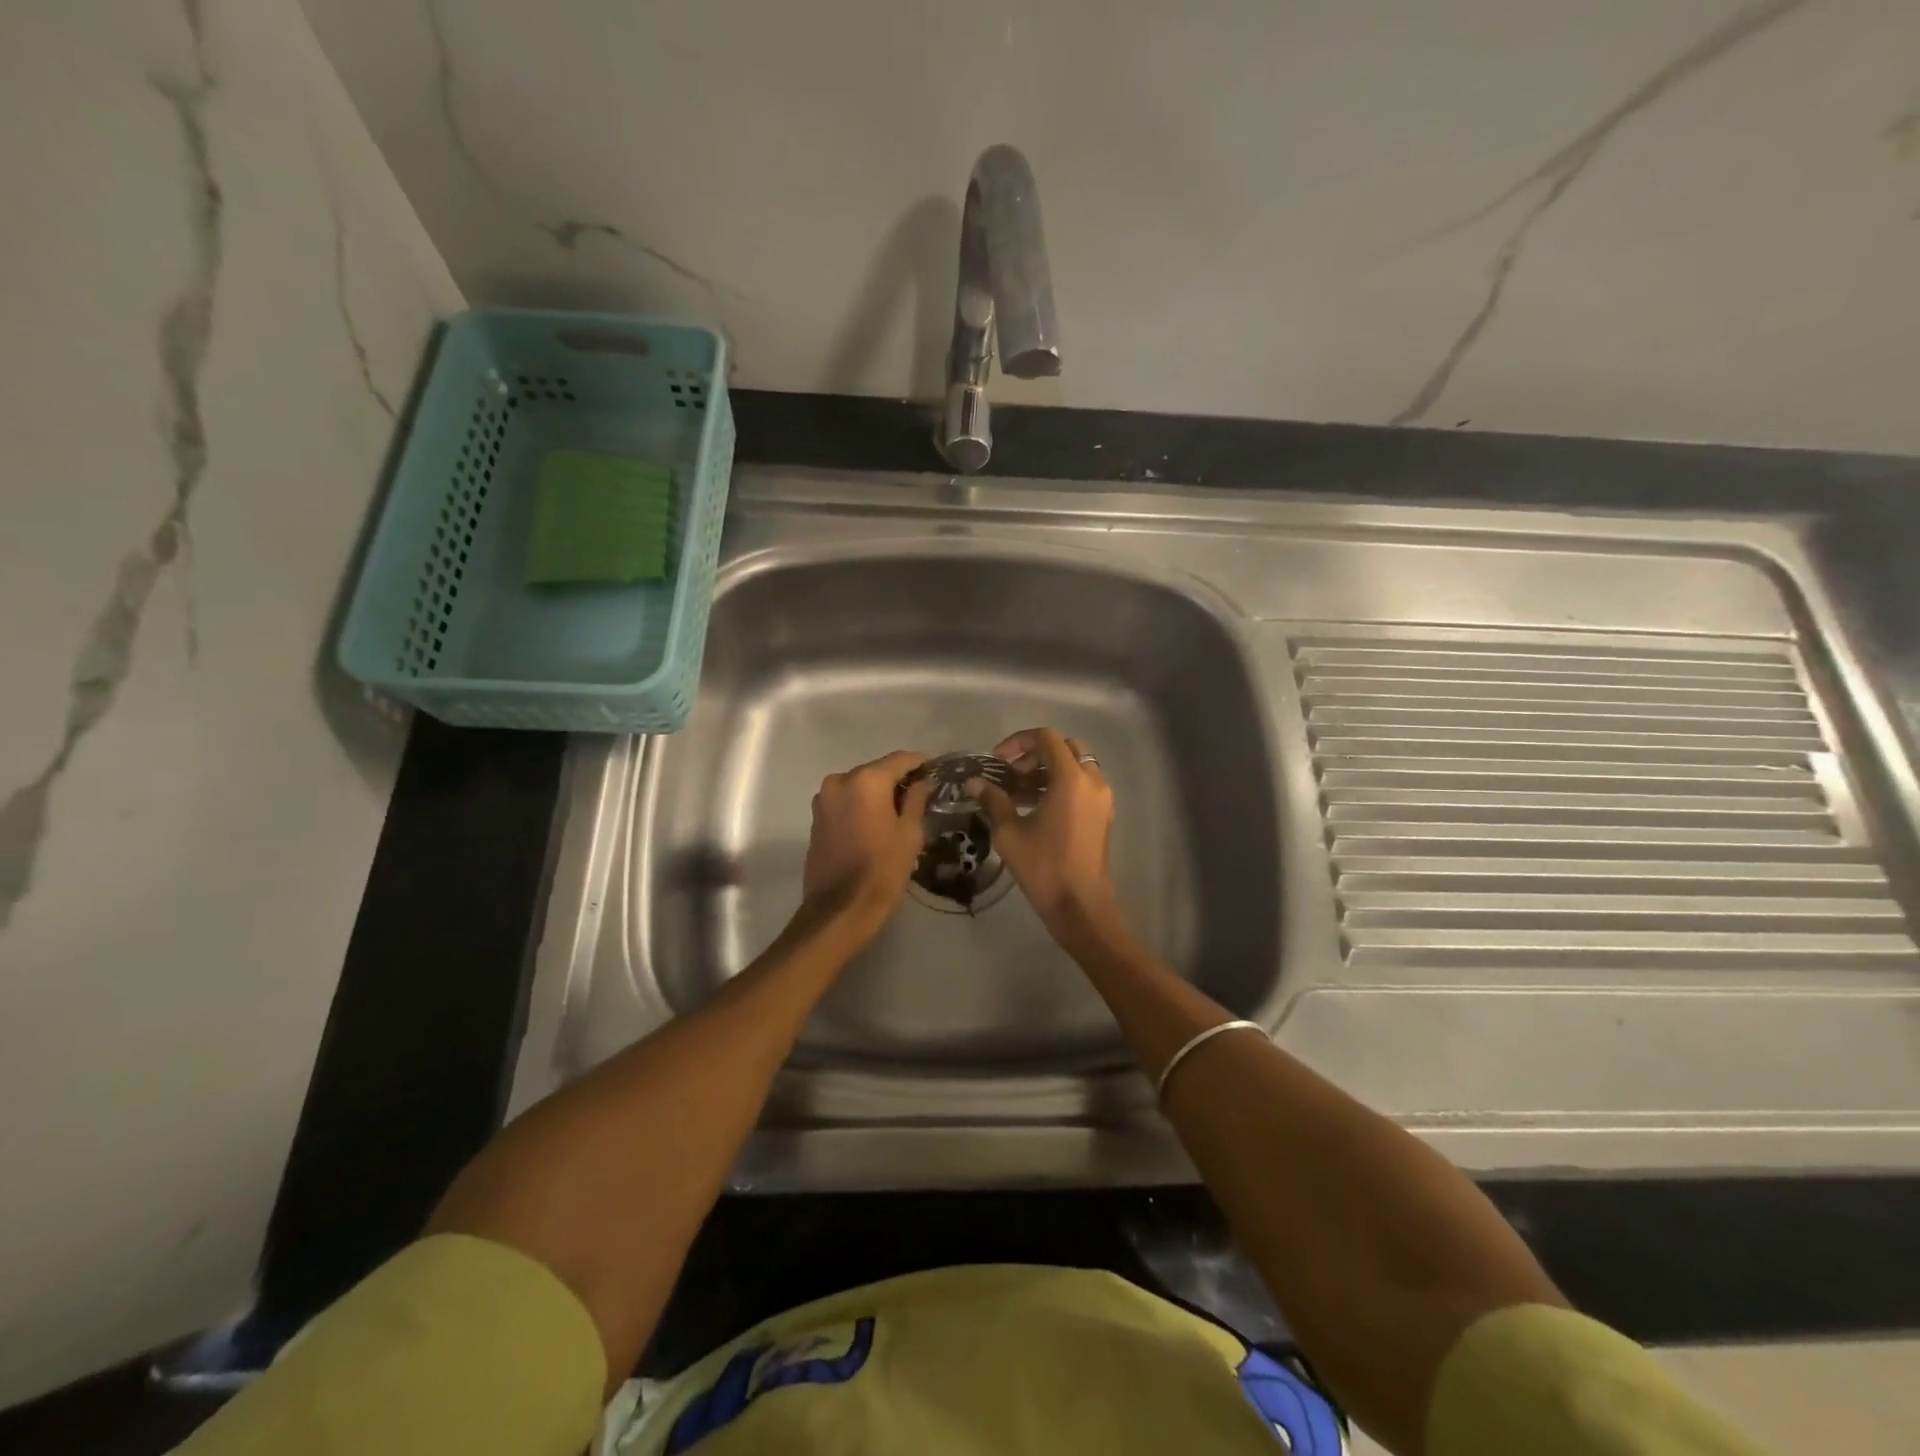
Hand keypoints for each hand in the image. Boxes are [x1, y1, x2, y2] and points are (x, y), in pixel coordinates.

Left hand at [801, 750, 933, 934]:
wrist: (839, 910)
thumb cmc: (882, 870)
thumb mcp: (910, 834)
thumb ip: (917, 800)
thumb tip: (923, 782)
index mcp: (866, 781)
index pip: (899, 760)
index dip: (920, 763)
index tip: (936, 770)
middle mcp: (840, 781)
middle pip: (877, 771)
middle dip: (898, 780)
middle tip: (922, 795)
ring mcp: (824, 800)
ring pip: (859, 787)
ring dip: (878, 794)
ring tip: (900, 812)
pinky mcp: (816, 819)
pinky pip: (845, 802)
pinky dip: (862, 806)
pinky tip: (877, 823)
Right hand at [973, 728, 1128, 948]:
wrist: (1081, 905)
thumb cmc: (1044, 866)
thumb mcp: (1009, 832)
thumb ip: (993, 800)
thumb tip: (974, 783)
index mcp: (1071, 778)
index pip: (1046, 738)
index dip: (1018, 742)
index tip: (997, 761)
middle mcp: (1092, 781)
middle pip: (1064, 748)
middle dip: (1034, 755)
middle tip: (1011, 774)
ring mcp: (1102, 799)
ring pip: (1075, 767)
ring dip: (1046, 771)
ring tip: (1017, 793)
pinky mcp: (1103, 815)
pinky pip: (1082, 786)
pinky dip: (1060, 786)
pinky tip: (1035, 808)